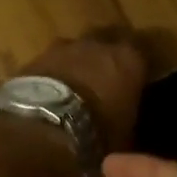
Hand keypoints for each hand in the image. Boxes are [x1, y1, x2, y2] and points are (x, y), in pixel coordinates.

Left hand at [15, 30, 147, 153]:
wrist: (43, 128)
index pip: (141, 51)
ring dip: (76, 63)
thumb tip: (125, 122)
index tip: (136, 79)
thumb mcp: (125, 135)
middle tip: (104, 79)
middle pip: (105, 41)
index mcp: (128, 60)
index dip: (137, 65)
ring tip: (74, 87)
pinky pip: (50, 62)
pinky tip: (49, 92)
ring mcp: (63, 48)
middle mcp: (97, 45)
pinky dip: (52, 73)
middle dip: (105, 57)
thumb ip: (128, 118)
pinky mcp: (35, 57)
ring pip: (75, 49)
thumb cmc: (96, 134)